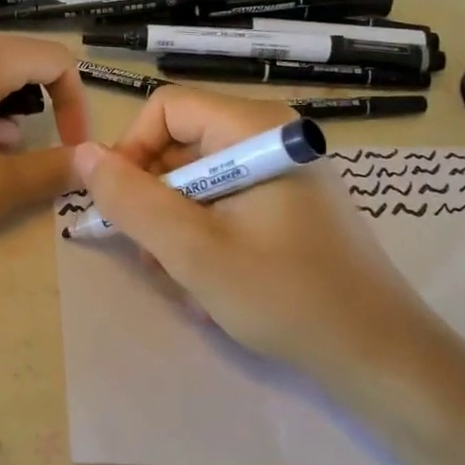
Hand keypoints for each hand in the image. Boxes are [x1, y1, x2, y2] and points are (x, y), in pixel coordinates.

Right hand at [72, 87, 447, 399]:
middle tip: (150, 253)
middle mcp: (271, 136)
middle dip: (154, 198)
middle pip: (181, 143)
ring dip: (176, 224)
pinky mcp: (289, 202)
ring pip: (198, 178)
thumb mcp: (193, 251)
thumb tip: (83, 156)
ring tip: (181, 276)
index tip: (120, 204)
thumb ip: (132, 200)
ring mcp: (283, 170)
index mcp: (256, 128)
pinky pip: (225, 202)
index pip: (167, 108)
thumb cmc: (286, 296)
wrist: (381, 355)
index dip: (131, 149)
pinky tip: (209, 280)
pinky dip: (204, 234)